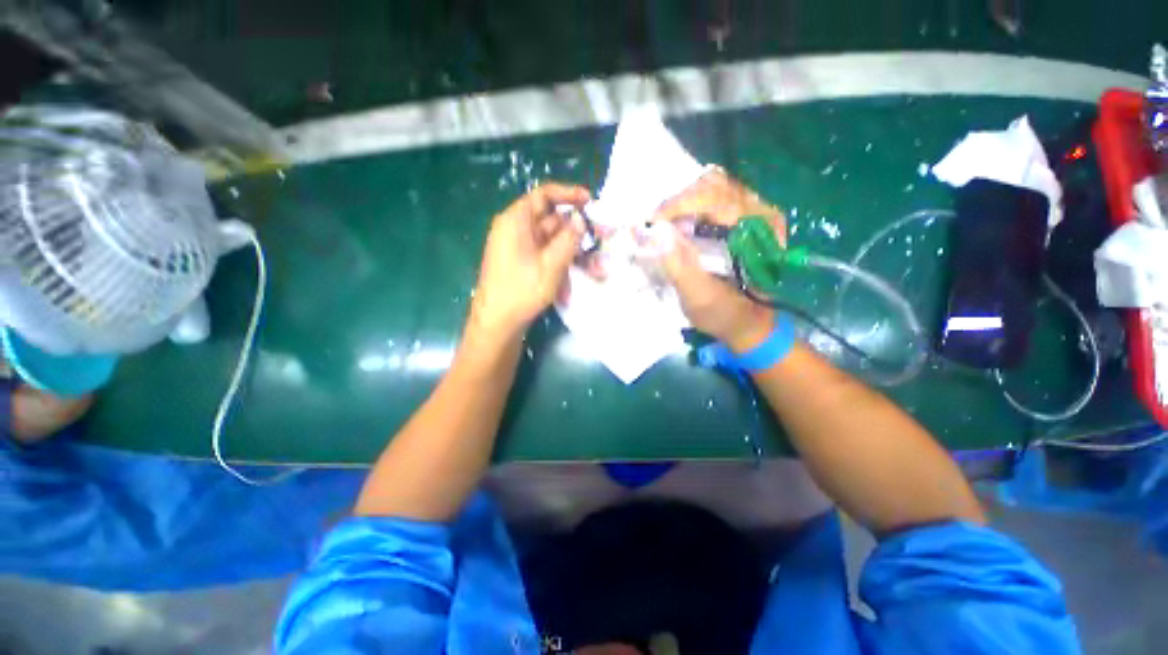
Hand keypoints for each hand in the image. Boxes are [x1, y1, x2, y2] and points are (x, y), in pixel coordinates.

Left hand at [468, 183, 590, 340]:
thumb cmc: (522, 291)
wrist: (497, 323)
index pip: (544, 195)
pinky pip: (544, 255)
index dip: (568, 195)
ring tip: (592, 262)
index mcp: (516, 220)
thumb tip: (581, 220)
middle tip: (600, 236)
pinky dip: (559, 261)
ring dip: (570, 249)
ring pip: (550, 240)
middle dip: (575, 229)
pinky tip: (571, 277)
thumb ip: (569, 239)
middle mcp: (515, 229)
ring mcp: (517, 248)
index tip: (590, 202)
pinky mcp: (521, 264)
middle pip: (550, 219)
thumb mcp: (551, 264)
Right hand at [648, 170, 783, 350]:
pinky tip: (678, 224)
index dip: (679, 204)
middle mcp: (760, 211)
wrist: (748, 321)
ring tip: (665, 225)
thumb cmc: (727, 313)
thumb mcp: (701, 299)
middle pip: (713, 185)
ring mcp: (751, 210)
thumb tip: (656, 235)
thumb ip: (680, 269)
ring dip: (682, 202)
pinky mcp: (740, 215)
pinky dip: (688, 205)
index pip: (717, 199)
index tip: (652, 223)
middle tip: (656, 225)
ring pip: (711, 186)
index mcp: (758, 231)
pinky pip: (711, 195)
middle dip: (678, 202)